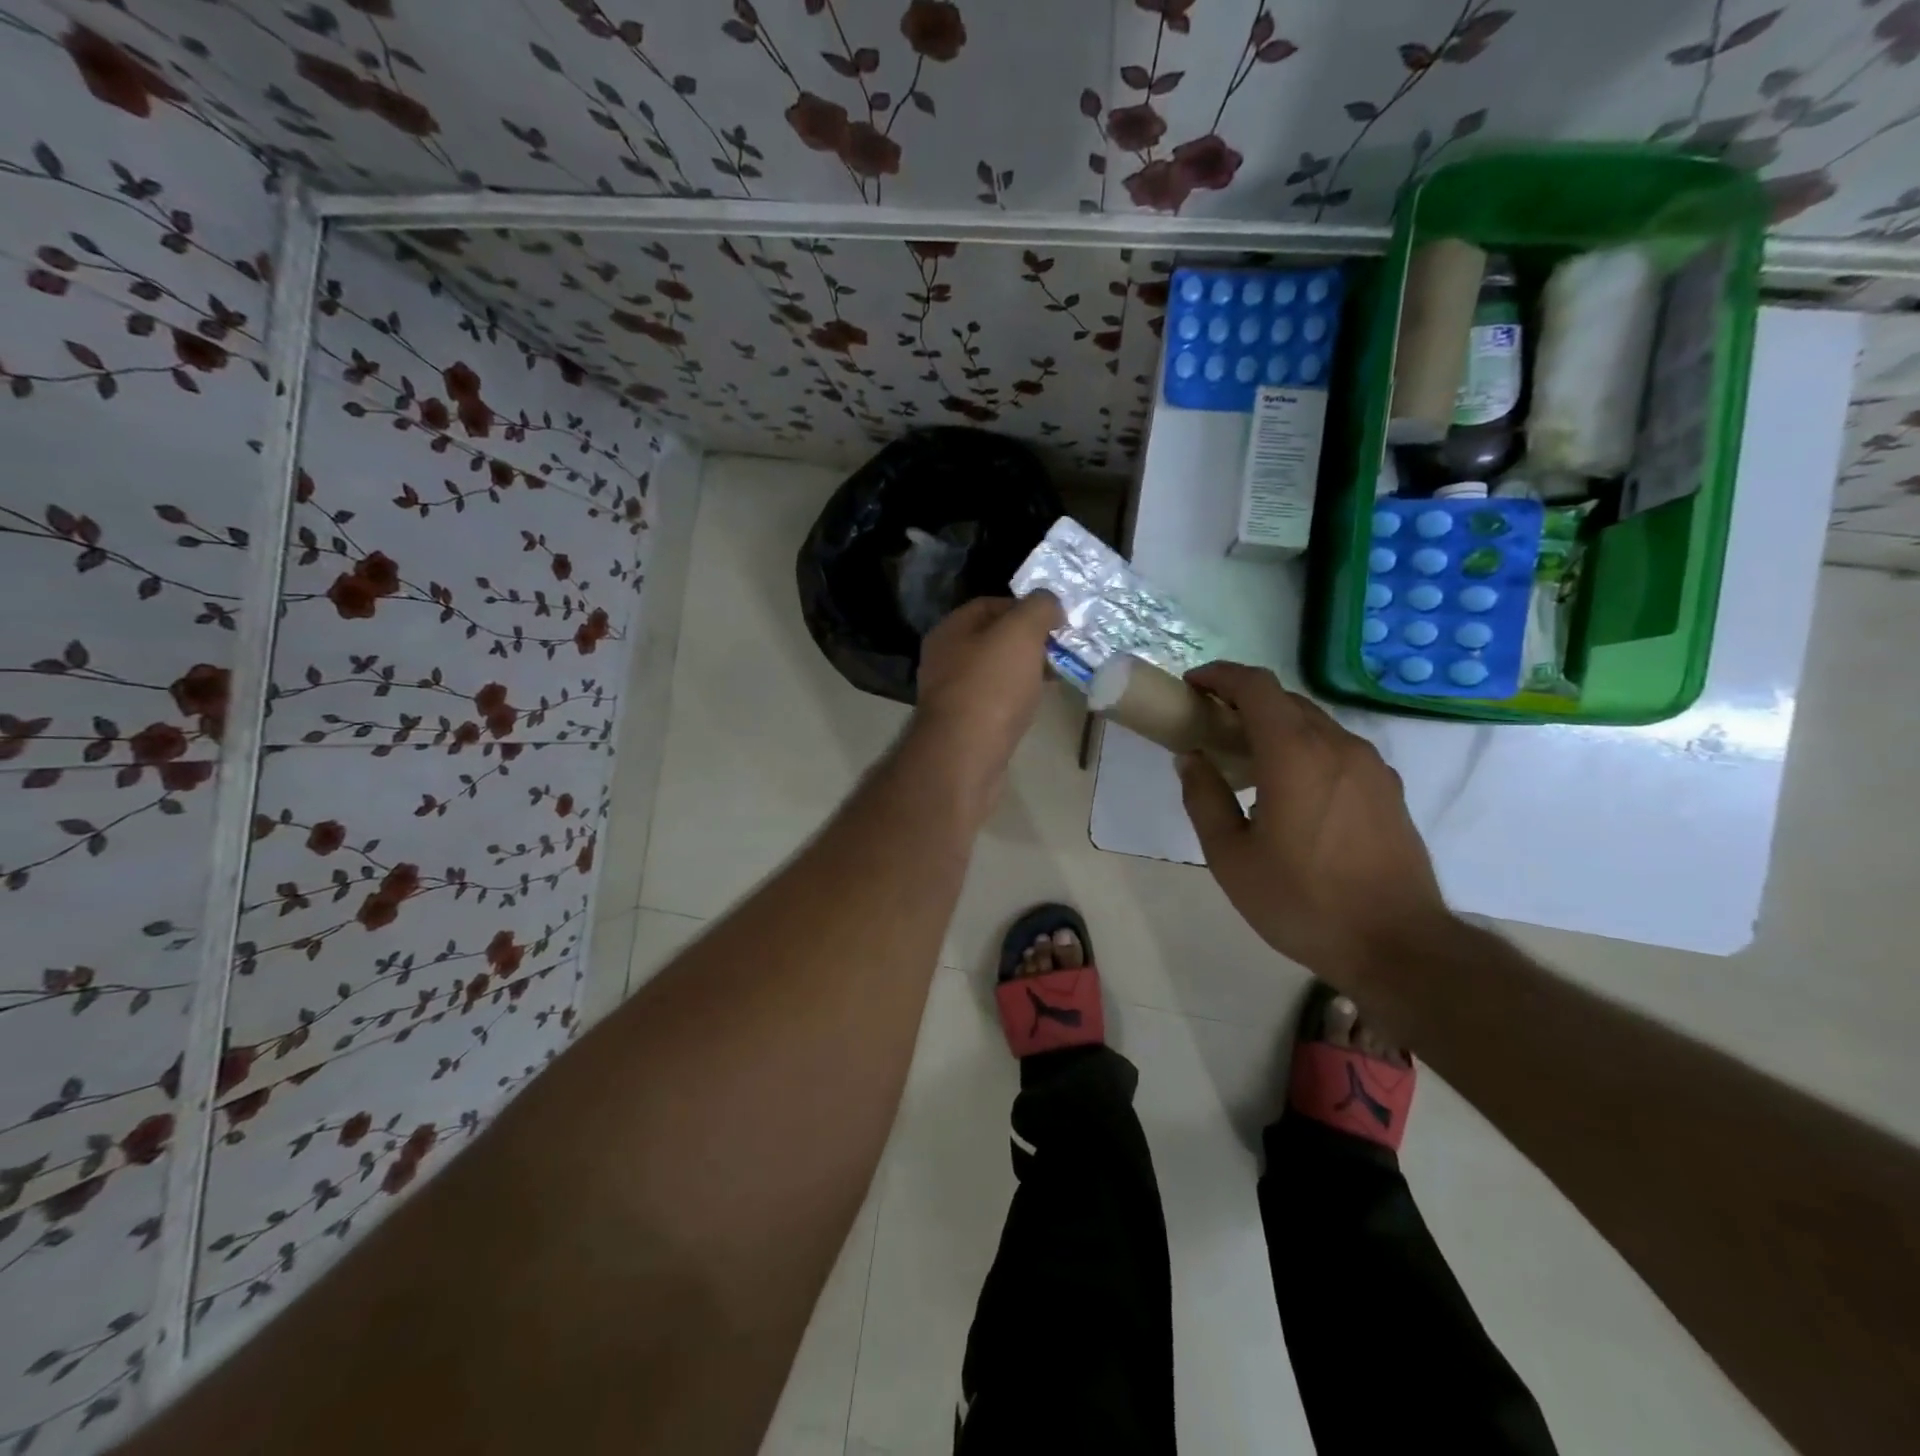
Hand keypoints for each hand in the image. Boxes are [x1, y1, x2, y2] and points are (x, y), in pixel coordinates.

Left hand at [910, 591, 1063, 796]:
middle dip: (1030, 641)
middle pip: (994, 639)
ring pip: (996, 672)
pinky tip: (1037, 704)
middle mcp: (945, 659)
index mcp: (951, 630)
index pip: (990, 604)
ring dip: (1026, 671)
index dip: (1026, 606)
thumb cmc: (990, 688)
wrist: (964, 758)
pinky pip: (996, 702)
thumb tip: (1049, 602)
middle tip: (1063, 648)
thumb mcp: (1020, 633)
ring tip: (1058, 675)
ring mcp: (952, 695)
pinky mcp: (964, 726)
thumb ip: (1038, 608)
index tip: (1058, 619)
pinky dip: (1017, 698)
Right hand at [1175, 662, 1449, 988]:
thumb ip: (1204, 798)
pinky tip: (1291, 789)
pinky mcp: (1388, 789)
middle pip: (1285, 700)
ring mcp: (1370, 766)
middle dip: (1243, 702)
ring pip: (1314, 724)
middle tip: (1210, 727)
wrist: (1397, 945)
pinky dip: (1304, 748)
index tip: (1192, 686)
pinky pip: (1337, 749)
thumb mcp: (1230, 857)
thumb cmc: (1302, 901)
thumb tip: (1191, 759)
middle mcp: (1337, 746)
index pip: (1256, 686)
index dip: (1220, 676)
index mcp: (1295, 755)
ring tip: (1247, 761)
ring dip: (1275, 726)